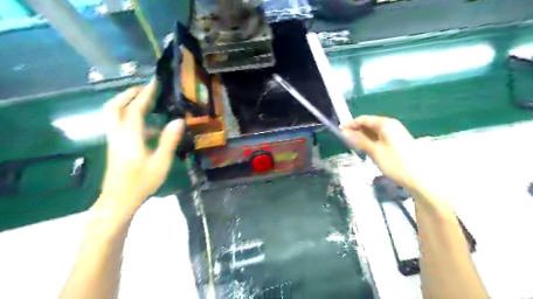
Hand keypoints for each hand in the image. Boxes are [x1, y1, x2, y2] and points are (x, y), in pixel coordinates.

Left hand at [96, 78, 185, 218]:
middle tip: (145, 89)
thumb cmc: (142, 182)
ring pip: (113, 115)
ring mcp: (114, 140)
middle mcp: (118, 134)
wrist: (119, 200)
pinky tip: (149, 128)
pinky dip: (130, 118)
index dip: (145, 94)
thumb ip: (169, 140)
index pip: (135, 109)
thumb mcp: (161, 162)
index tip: (154, 81)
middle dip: (128, 94)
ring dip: (127, 104)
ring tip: (146, 102)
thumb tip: (178, 120)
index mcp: (130, 136)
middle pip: (114, 106)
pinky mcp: (115, 147)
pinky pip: (119, 125)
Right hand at [341, 115, 420, 187]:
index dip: (351, 124)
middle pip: (369, 124)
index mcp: (386, 124)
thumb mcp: (374, 151)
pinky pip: (380, 138)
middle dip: (356, 131)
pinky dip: (371, 142)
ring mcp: (395, 134)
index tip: (339, 131)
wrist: (420, 178)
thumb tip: (344, 131)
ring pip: (374, 132)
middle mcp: (391, 126)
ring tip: (352, 145)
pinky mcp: (397, 143)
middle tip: (344, 140)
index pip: (364, 119)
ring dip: (363, 137)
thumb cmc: (395, 163)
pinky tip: (365, 149)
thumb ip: (359, 140)